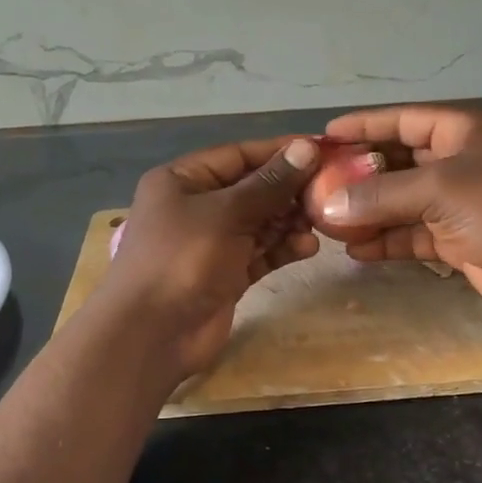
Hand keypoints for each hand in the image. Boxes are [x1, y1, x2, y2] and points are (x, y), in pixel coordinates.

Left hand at [96, 136, 321, 377]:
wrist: (151, 334)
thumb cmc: (182, 259)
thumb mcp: (226, 213)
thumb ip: (269, 183)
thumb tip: (306, 147)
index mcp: (182, 180)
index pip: (238, 155)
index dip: (279, 151)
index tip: (322, 150)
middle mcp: (196, 207)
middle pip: (251, 189)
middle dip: (289, 190)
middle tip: (330, 191)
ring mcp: (211, 243)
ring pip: (259, 222)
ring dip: (289, 221)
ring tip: (321, 221)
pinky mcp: (226, 274)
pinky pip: (260, 253)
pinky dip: (282, 248)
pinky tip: (308, 247)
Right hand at [317, 106, 481, 327]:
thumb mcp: (437, 190)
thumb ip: (380, 195)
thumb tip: (328, 205)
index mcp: (459, 132)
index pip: (401, 121)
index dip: (363, 126)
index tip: (324, 135)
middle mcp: (456, 162)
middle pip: (397, 162)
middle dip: (359, 175)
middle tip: (317, 185)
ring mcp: (456, 204)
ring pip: (400, 202)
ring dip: (368, 212)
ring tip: (327, 221)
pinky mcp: (456, 240)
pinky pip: (411, 235)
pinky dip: (386, 241)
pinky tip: (355, 250)